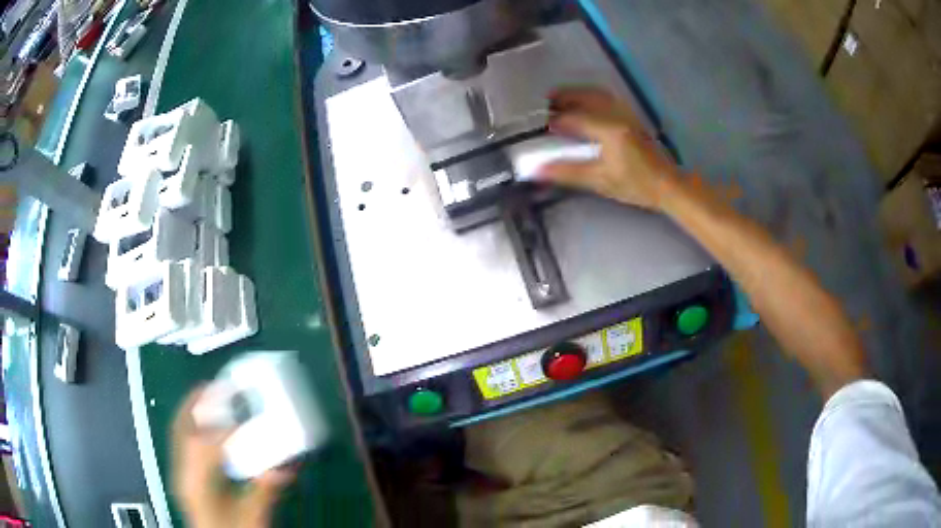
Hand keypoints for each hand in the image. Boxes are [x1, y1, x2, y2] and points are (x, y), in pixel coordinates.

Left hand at [172, 386, 294, 527]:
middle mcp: (182, 474)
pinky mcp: (184, 476)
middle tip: (215, 385)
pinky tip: (207, 424)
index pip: (204, 446)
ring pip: (179, 432)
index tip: (245, 414)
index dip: (224, 427)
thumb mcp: (251, 518)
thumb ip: (264, 491)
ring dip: (193, 410)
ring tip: (208, 395)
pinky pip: (183, 441)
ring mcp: (180, 474)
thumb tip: (283, 467)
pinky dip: (193, 425)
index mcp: (196, 485)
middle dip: (196, 404)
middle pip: (182, 429)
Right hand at [540, 88, 680, 209]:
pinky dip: (592, 98)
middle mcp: (618, 116)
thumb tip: (537, 170)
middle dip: (565, 97)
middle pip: (587, 97)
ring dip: (578, 94)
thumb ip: (568, 172)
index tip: (543, 128)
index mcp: (610, 130)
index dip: (557, 121)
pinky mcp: (633, 117)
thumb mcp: (600, 181)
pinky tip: (586, 106)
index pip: (575, 118)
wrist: (668, 185)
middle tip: (548, 103)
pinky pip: (608, 99)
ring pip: (599, 94)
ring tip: (563, 101)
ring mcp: (628, 114)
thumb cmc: (636, 186)